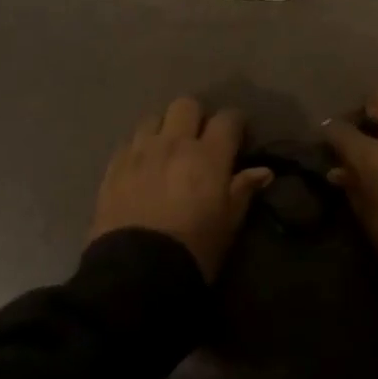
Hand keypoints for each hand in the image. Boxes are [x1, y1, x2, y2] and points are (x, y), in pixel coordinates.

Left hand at [87, 97, 272, 280]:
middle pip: (186, 105)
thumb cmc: (194, 249)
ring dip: (164, 129)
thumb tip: (263, 171)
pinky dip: (139, 148)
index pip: (227, 119)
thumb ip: (243, 190)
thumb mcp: (228, 223)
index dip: (235, 124)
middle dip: (196, 117)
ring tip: (166, 151)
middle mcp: (174, 143)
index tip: (238, 137)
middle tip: (199, 141)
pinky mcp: (114, 166)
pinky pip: (129, 142)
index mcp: (208, 155)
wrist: (137, 274)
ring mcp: (140, 151)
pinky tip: (142, 167)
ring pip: (154, 118)